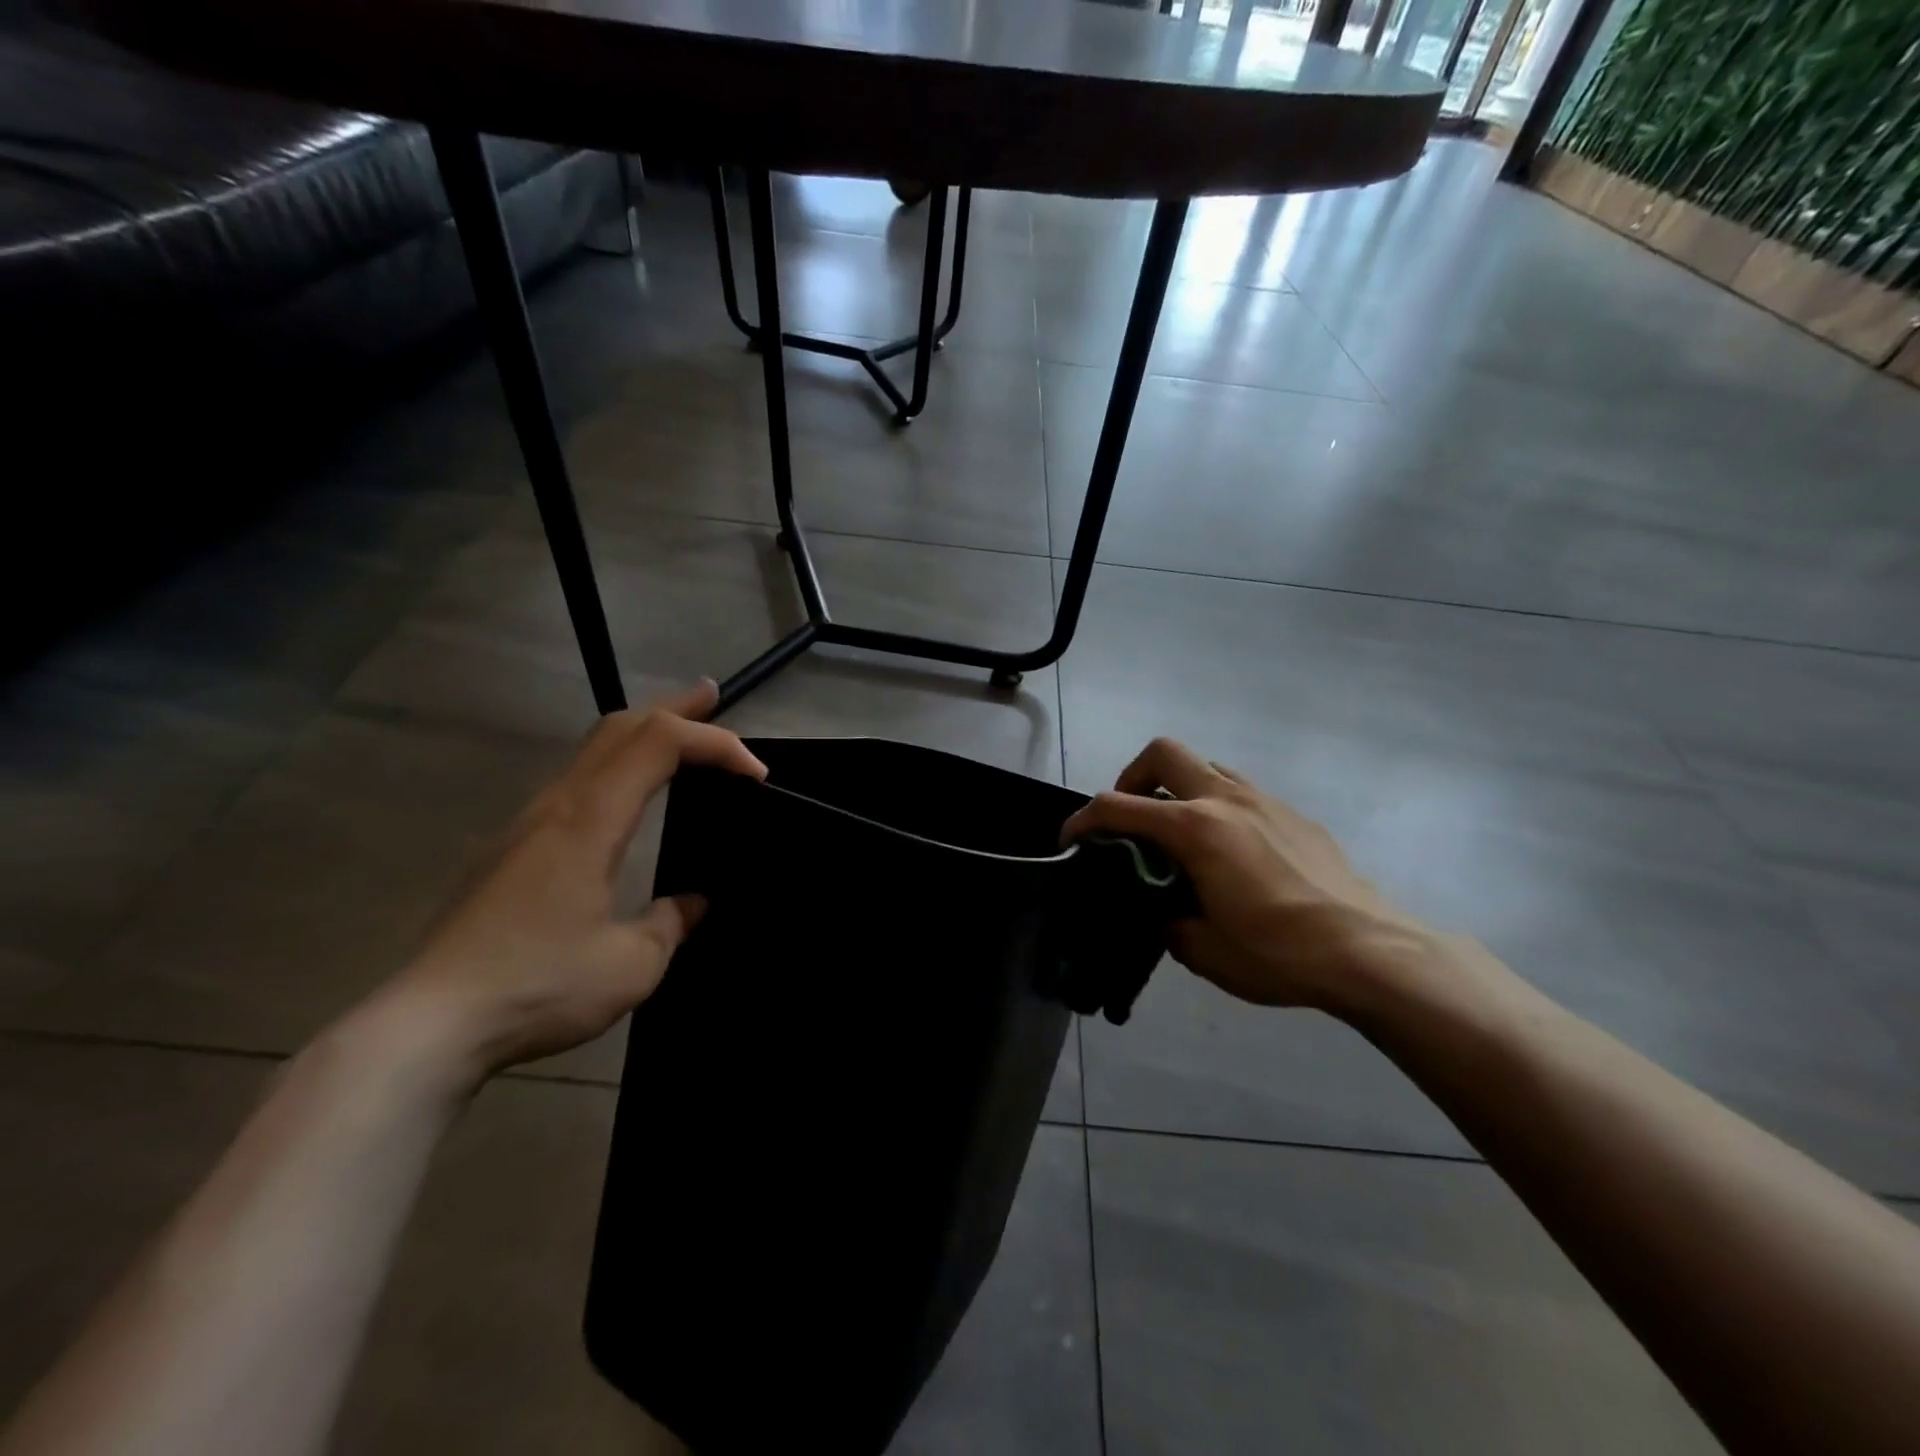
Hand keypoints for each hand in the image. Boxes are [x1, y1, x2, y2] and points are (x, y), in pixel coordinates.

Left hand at [372, 682, 766, 1084]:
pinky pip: (576, 780)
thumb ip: (671, 923)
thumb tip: (691, 903)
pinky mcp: (512, 848)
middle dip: (673, 707)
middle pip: (620, 726)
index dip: (715, 743)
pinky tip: (628, 794)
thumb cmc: (537, 987)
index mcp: (590, 820)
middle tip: (713, 697)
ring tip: (680, 736)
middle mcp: (557, 806)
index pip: (660, 744)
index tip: (756, 775)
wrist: (426, 1025)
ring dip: (642, 732)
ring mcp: (528, 824)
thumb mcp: (631, 965)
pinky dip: (617, 764)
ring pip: (592, 750)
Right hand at [1062, 738, 1443, 1016]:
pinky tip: (1231, 853)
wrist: (1370, 951)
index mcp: (1195, 830)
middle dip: (1133, 778)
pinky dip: (1217, 806)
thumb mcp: (1202, 950)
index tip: (1070, 840)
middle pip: (1162, 752)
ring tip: (1180, 834)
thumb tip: (1154, 906)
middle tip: (1133, 820)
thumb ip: (1163, 919)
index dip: (1083, 819)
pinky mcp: (1293, 814)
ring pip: (1206, 765)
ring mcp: (1264, 800)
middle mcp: (1225, 799)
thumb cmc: (1278, 953)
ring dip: (1179, 787)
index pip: (1118, 806)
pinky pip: (1241, 791)